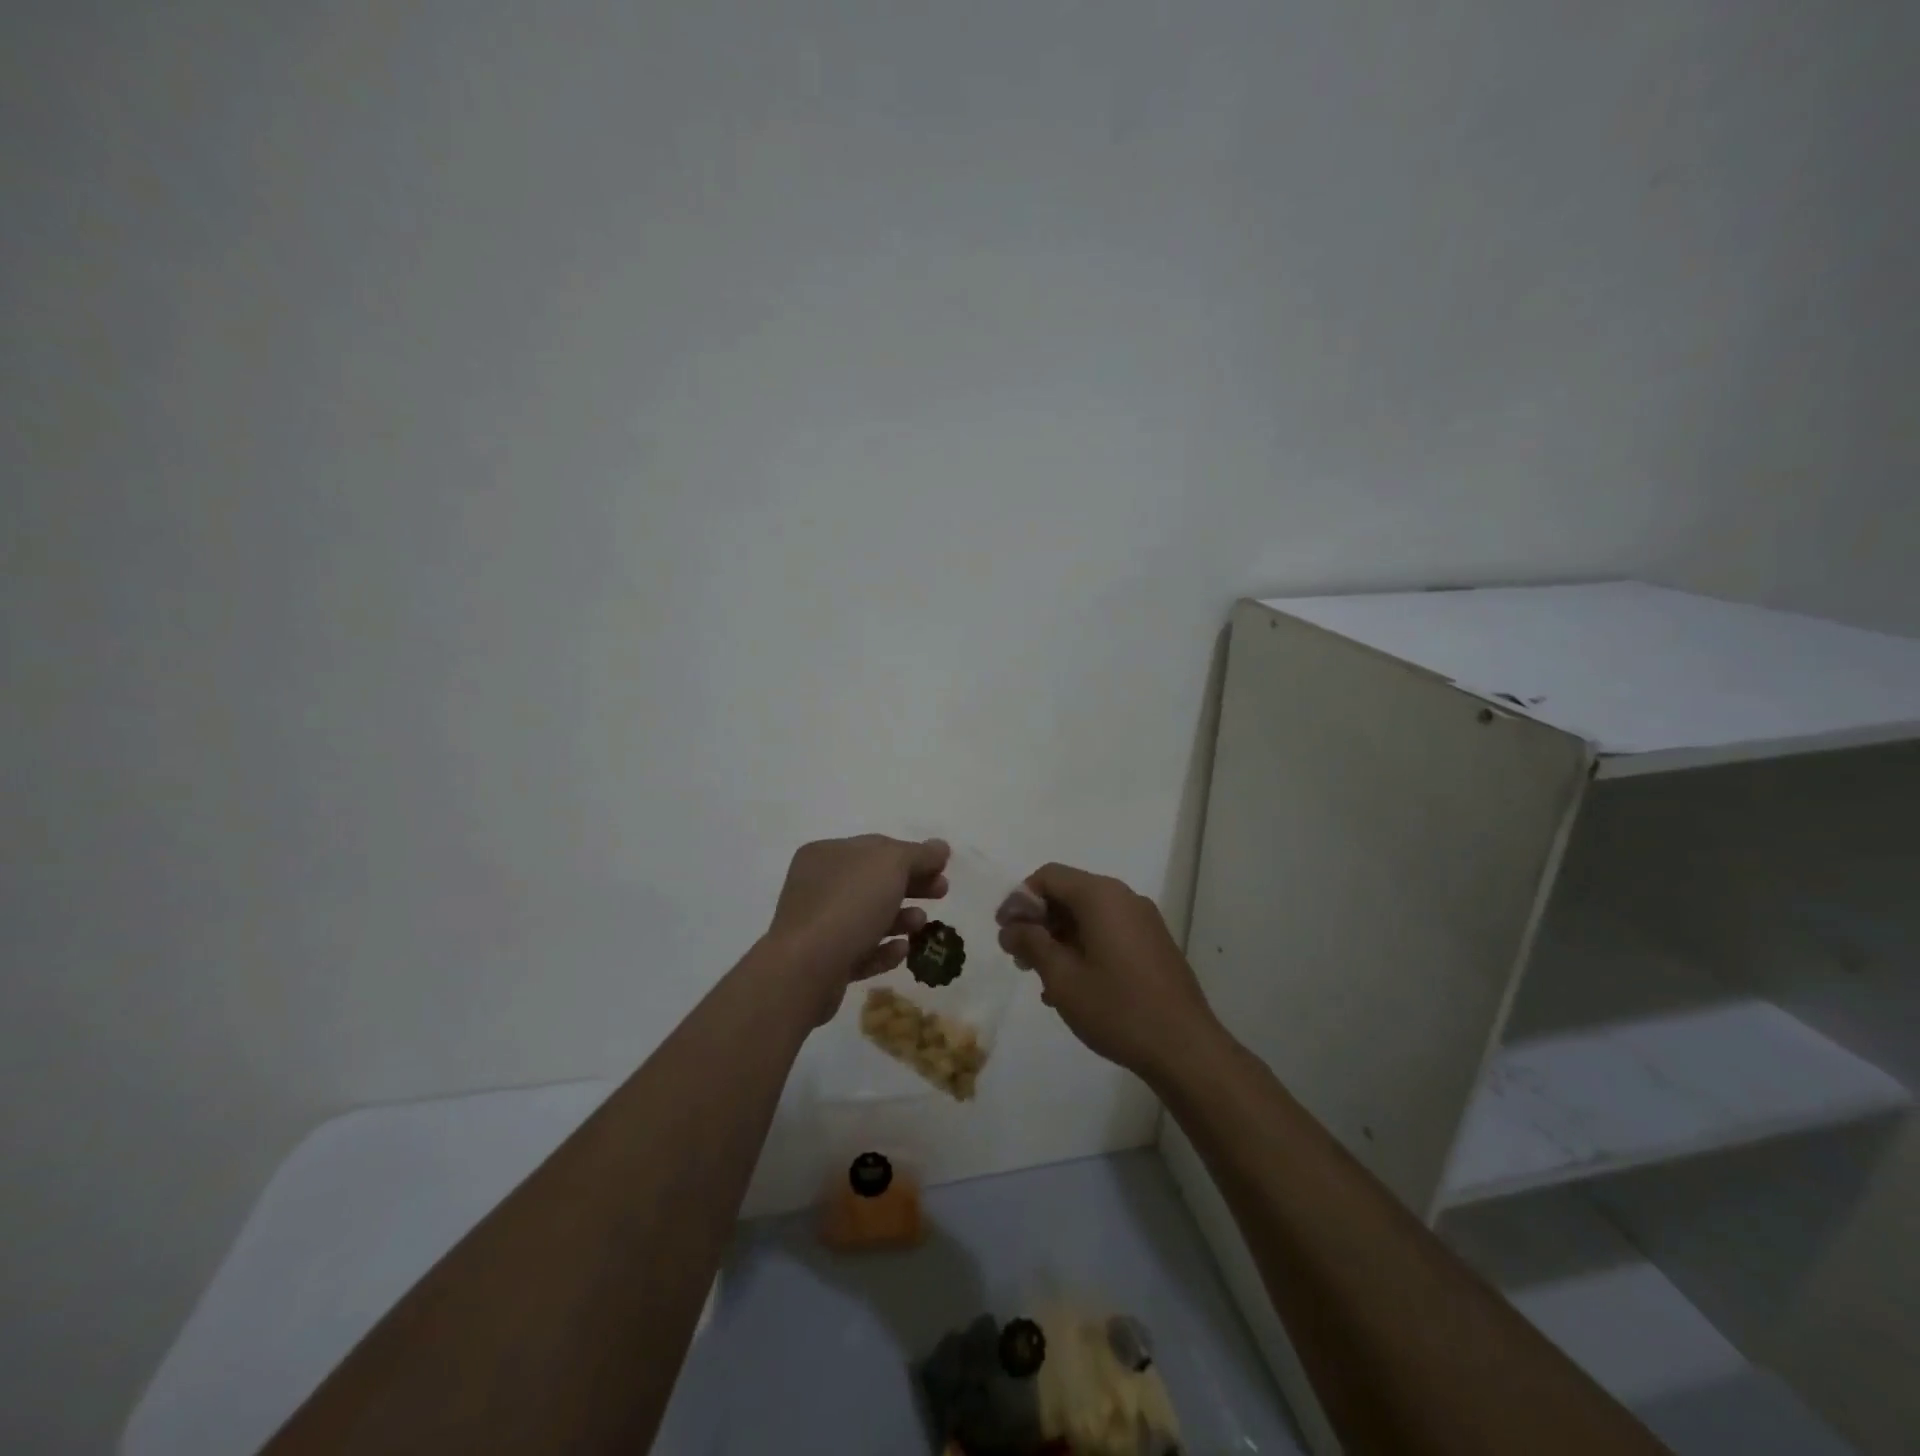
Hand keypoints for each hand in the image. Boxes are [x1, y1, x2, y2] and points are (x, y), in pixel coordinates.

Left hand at [765, 834, 950, 1025]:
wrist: (806, 969)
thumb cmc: (848, 904)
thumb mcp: (891, 865)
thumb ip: (918, 854)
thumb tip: (940, 847)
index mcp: (827, 854)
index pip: (876, 848)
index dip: (912, 855)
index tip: (942, 868)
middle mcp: (818, 885)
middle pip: (875, 882)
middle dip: (912, 886)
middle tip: (942, 893)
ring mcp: (818, 925)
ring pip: (868, 917)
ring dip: (900, 918)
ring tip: (921, 924)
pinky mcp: (824, 962)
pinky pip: (860, 950)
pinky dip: (883, 949)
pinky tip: (902, 951)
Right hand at [998, 863, 1220, 1077]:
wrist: (1185, 1048)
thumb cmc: (1117, 1008)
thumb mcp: (1062, 978)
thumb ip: (1031, 944)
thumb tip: (1011, 927)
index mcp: (1101, 896)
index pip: (1049, 876)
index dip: (1020, 899)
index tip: (1005, 932)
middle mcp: (1124, 898)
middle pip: (1070, 893)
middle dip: (1039, 920)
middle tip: (1019, 957)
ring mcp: (1144, 921)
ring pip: (1089, 915)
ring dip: (1060, 938)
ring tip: (1043, 978)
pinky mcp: (1154, 944)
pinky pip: (1109, 932)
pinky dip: (1085, 947)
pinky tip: (1074, 986)